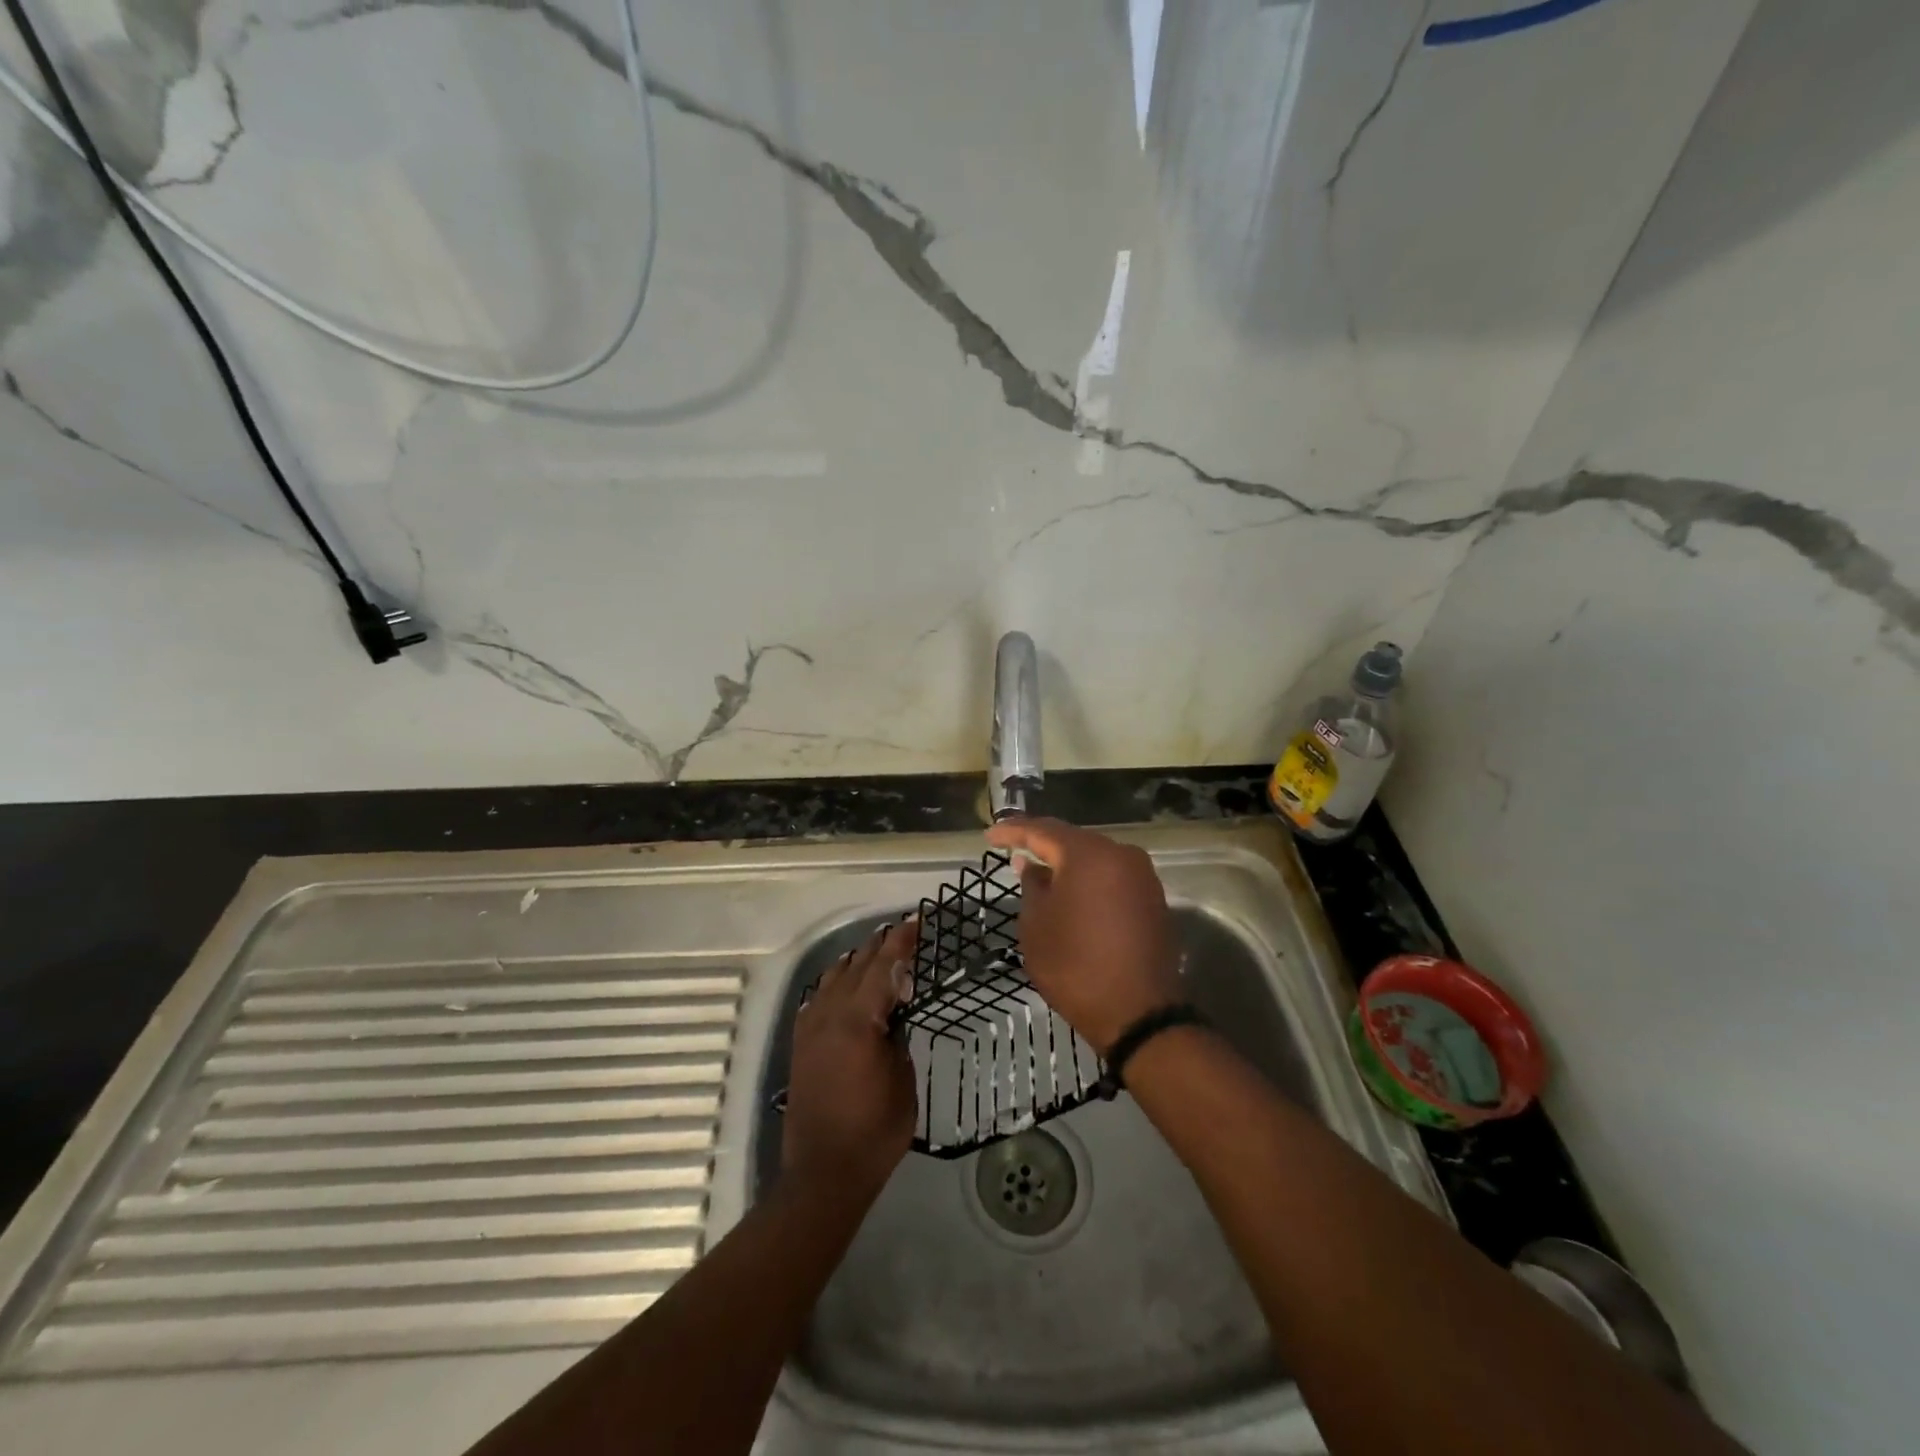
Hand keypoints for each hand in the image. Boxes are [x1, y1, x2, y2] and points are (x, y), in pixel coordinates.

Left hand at [782, 919, 918, 1200]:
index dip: (901, 942)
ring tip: (876, 951)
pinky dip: (835, 984)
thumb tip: (892, 1016)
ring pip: (833, 978)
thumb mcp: (901, 1081)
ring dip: (856, 962)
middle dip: (880, 946)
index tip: (917, 922)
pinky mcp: (801, 1044)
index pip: (883, 968)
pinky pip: (818, 999)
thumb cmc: (874, 1131)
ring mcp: (810, 1029)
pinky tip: (844, 985)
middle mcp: (829, 1015)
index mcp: (858, 1021)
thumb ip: (896, 1038)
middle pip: (857, 966)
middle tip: (902, 932)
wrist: (823, 1173)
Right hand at [983, 818, 1183, 1054]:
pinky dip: (1088, 880)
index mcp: (1089, 855)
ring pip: (1095, 858)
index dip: (1014, 831)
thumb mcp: (1037, 927)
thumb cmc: (1076, 967)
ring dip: (1067, 864)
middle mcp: (1120, 855)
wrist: (1139, 1014)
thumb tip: (1031, 866)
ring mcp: (1142, 876)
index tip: (990, 835)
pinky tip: (1070, 892)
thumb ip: (1032, 887)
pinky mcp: (1152, 898)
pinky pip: (1112, 877)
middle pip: (1073, 840)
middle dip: (1042, 845)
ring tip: (1038, 871)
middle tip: (1012, 850)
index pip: (1043, 831)